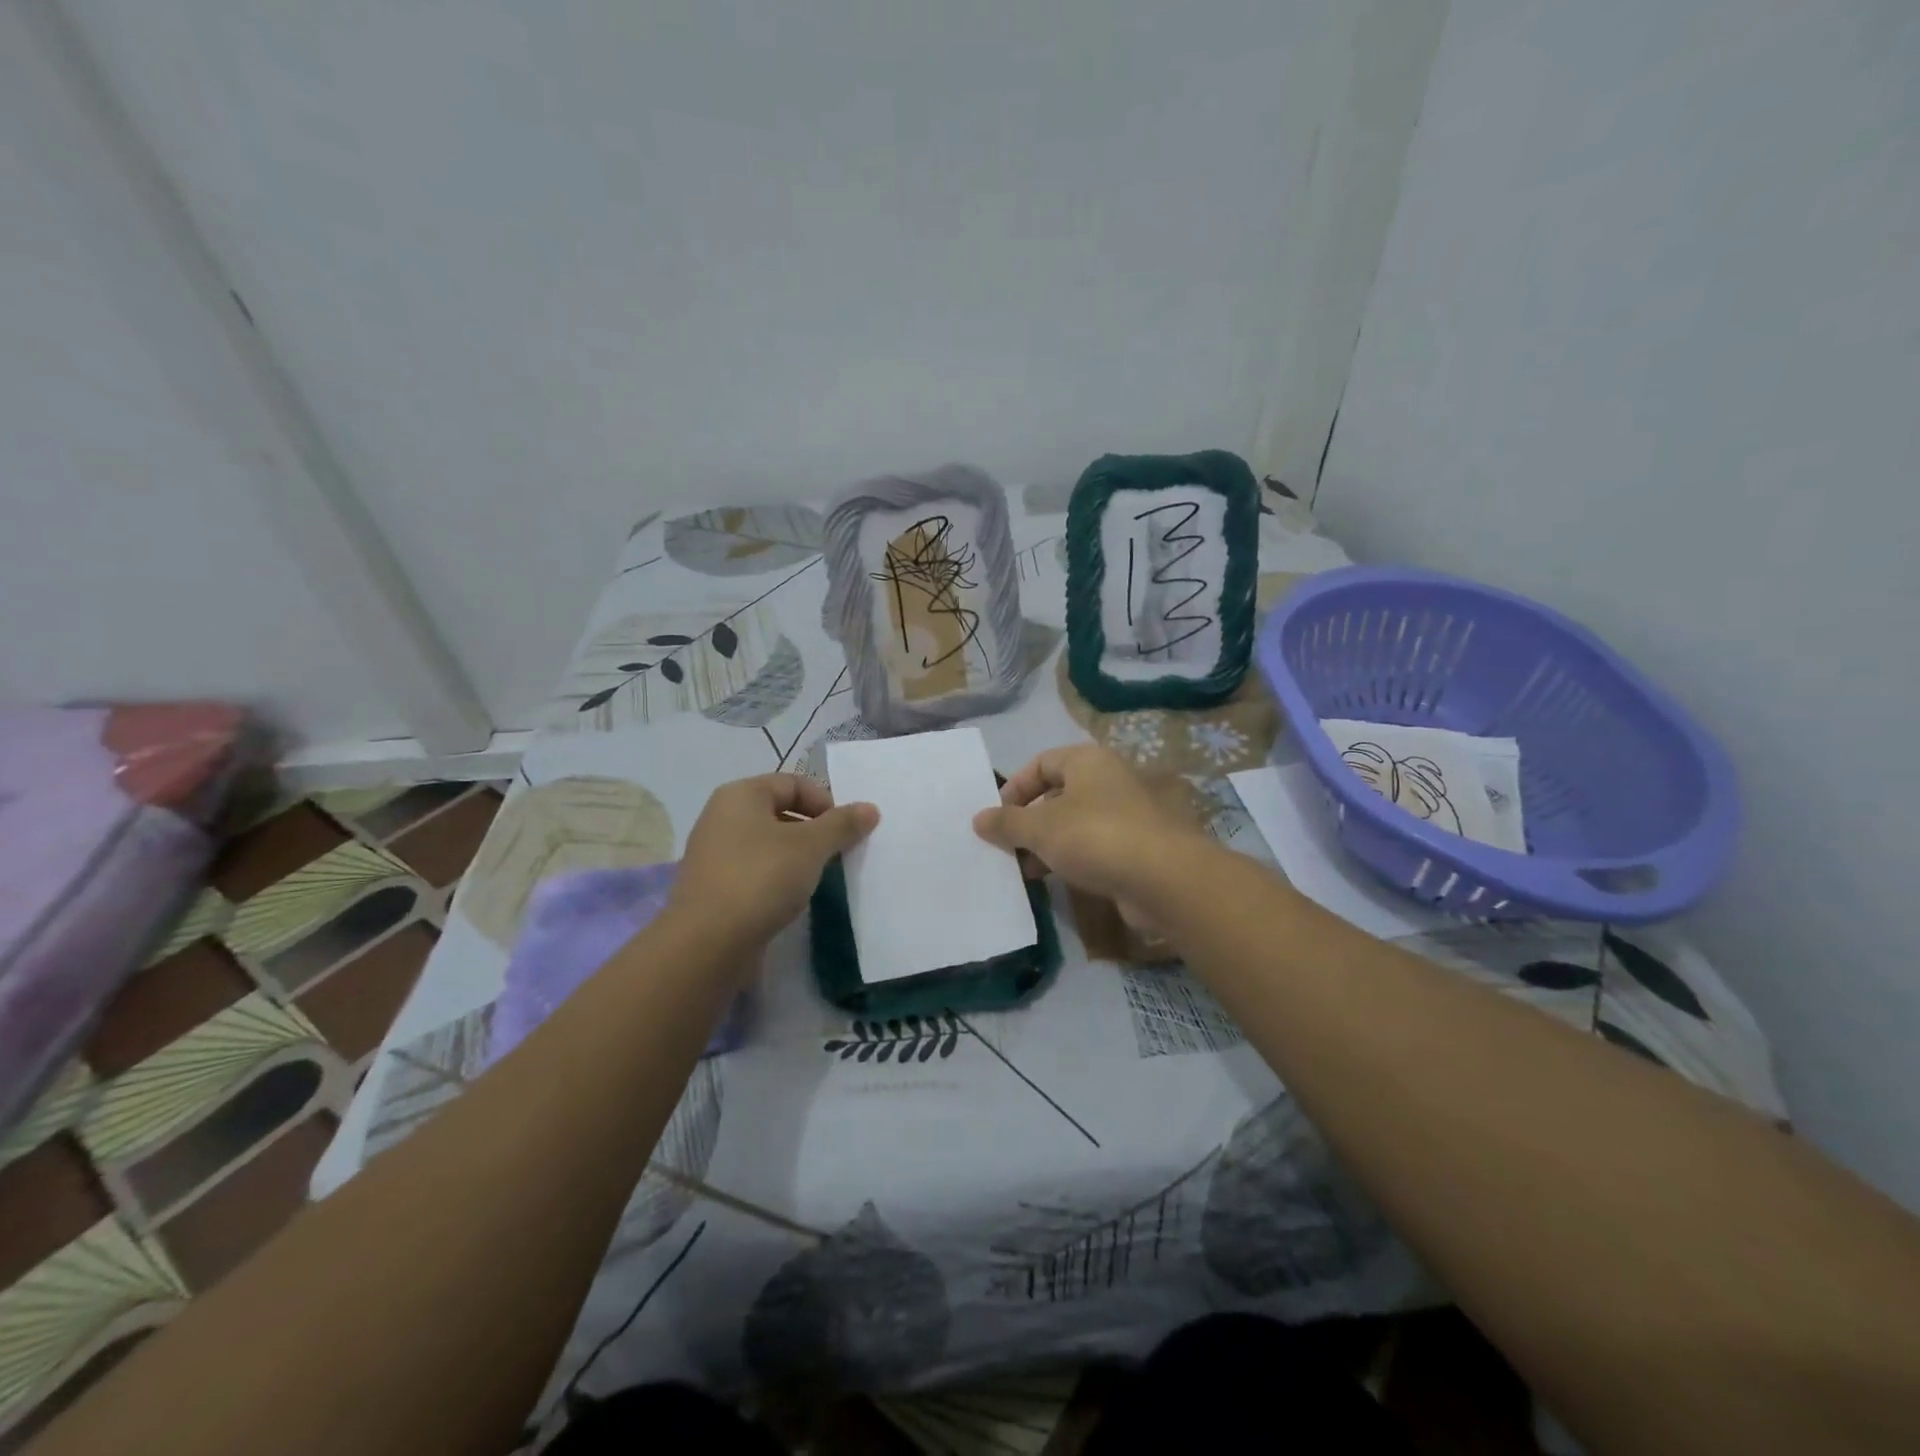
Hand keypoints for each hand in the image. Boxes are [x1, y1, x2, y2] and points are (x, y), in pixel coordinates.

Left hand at [668, 773, 877, 948]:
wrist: (706, 944)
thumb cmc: (760, 878)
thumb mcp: (811, 846)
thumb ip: (842, 824)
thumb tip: (870, 808)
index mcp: (740, 795)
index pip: (793, 783)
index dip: (826, 802)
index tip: (847, 832)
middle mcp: (722, 817)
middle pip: (780, 812)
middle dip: (814, 830)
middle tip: (838, 855)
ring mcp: (714, 854)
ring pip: (769, 844)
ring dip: (798, 856)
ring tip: (819, 878)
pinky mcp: (714, 887)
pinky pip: (756, 871)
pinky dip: (778, 878)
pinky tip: (791, 899)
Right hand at [972, 744, 1211, 904]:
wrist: (1165, 879)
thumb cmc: (1096, 837)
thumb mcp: (1040, 828)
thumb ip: (1006, 822)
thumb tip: (978, 818)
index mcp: (1087, 761)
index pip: (1041, 763)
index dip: (1014, 787)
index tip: (997, 817)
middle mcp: (1109, 779)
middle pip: (1057, 793)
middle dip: (1029, 820)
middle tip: (1008, 846)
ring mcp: (1127, 813)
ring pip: (1075, 822)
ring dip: (1047, 843)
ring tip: (1026, 870)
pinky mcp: (1137, 846)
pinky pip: (1095, 845)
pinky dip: (1072, 858)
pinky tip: (1057, 880)